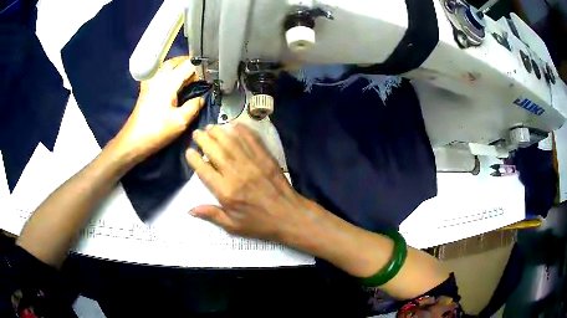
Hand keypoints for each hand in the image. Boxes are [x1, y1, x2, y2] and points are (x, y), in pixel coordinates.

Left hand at [111, 56, 203, 162]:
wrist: (133, 140)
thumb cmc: (157, 131)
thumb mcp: (181, 122)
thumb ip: (194, 107)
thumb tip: (201, 99)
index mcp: (169, 83)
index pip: (188, 66)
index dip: (200, 68)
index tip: (209, 75)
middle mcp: (159, 78)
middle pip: (175, 61)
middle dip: (189, 63)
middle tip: (200, 72)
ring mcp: (150, 82)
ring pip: (166, 66)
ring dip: (178, 66)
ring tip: (188, 74)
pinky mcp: (146, 89)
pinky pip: (157, 73)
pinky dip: (166, 72)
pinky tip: (170, 80)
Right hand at [185, 124, 310, 240]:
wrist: (289, 216)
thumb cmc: (260, 223)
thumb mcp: (233, 226)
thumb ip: (212, 215)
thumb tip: (190, 210)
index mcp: (226, 191)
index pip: (204, 170)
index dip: (194, 159)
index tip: (189, 151)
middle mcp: (236, 173)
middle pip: (215, 151)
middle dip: (203, 140)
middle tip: (197, 133)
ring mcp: (252, 163)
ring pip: (231, 143)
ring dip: (219, 132)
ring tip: (210, 127)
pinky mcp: (265, 158)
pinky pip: (252, 140)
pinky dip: (243, 131)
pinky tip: (234, 125)